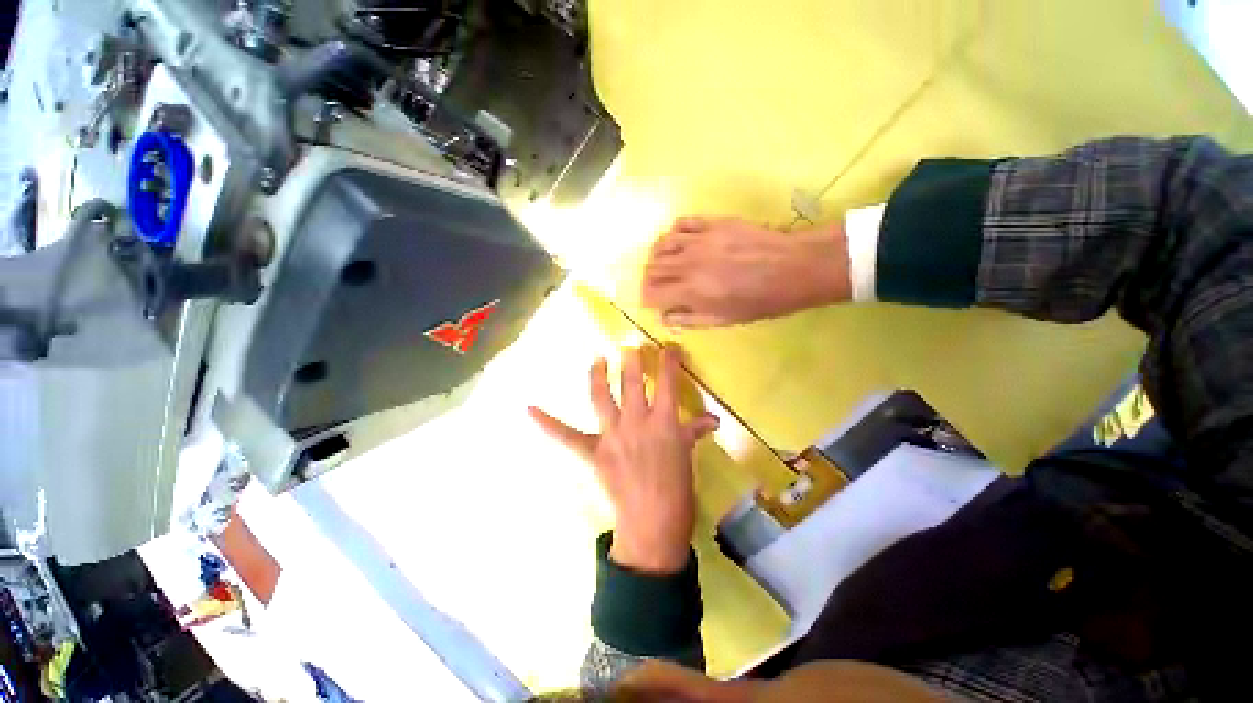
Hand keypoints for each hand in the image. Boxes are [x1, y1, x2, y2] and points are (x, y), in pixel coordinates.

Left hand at [528, 345, 719, 573]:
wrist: (652, 525)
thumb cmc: (677, 490)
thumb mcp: (688, 456)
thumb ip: (695, 431)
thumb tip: (713, 419)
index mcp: (664, 422)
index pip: (668, 382)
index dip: (669, 361)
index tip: (668, 347)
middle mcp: (636, 421)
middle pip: (631, 382)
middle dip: (630, 360)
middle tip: (628, 346)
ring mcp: (612, 435)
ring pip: (601, 396)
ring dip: (597, 375)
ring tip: (597, 359)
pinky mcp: (593, 452)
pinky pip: (567, 436)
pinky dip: (547, 423)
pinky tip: (529, 409)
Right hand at [641, 217, 851, 327]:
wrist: (793, 268)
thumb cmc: (760, 301)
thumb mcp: (724, 320)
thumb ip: (689, 320)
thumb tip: (665, 318)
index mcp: (692, 291)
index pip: (651, 293)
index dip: (647, 299)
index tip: (653, 303)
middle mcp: (688, 263)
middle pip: (651, 268)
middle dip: (649, 280)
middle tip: (658, 287)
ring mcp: (699, 240)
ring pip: (661, 244)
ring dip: (656, 257)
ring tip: (664, 265)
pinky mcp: (712, 223)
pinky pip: (681, 224)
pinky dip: (672, 234)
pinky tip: (679, 243)